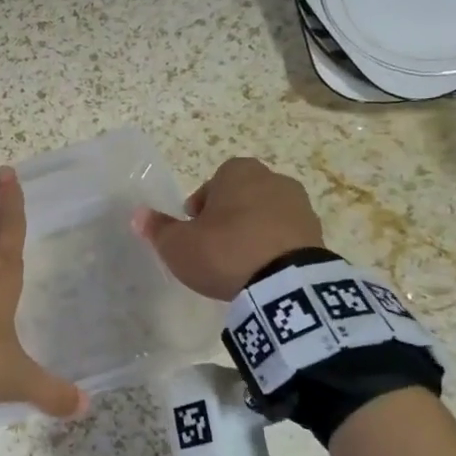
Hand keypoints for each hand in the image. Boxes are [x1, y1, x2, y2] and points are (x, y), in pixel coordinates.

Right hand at [133, 157, 326, 300]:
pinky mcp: (317, 234)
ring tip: (240, 263)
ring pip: (266, 216)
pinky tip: (262, 272)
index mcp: (238, 172)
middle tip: (215, 246)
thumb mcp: (179, 244)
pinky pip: (287, 237)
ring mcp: (300, 206)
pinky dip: (275, 248)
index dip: (201, 207)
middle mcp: (273, 179)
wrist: (285, 283)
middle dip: (229, 217)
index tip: (195, 230)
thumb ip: (158, 228)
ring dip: (253, 232)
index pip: (213, 183)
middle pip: (242, 197)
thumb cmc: (225, 251)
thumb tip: (138, 214)